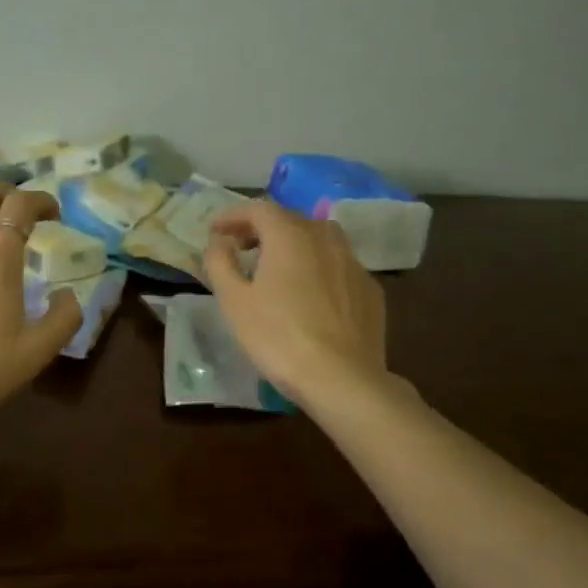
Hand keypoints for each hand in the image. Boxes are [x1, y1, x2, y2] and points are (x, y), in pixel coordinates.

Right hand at [202, 200, 387, 410]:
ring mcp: (353, 263)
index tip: (215, 231)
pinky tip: (311, 295)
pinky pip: (338, 266)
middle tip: (241, 248)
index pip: (258, 209)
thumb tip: (219, 241)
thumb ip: (220, 262)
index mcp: (289, 235)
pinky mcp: (371, 290)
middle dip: (262, 229)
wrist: (342, 379)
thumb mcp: (234, 301)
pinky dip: (319, 268)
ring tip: (278, 267)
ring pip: (319, 239)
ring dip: (294, 244)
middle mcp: (325, 238)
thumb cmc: (278, 337)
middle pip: (290, 220)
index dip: (233, 216)